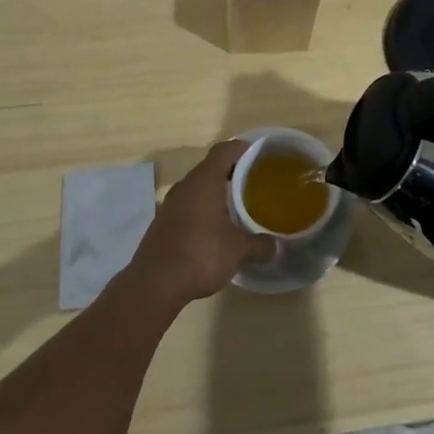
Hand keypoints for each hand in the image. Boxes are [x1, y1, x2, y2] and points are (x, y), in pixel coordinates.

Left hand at [129, 142, 275, 305]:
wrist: (154, 285)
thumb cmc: (200, 254)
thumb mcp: (238, 250)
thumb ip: (260, 245)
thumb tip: (280, 246)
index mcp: (204, 180)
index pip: (224, 150)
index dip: (242, 148)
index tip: (260, 156)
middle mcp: (185, 186)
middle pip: (211, 168)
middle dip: (232, 173)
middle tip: (255, 183)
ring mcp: (171, 205)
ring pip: (198, 188)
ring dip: (217, 194)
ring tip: (238, 207)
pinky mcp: (163, 224)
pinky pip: (188, 206)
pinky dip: (204, 210)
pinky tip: (216, 229)